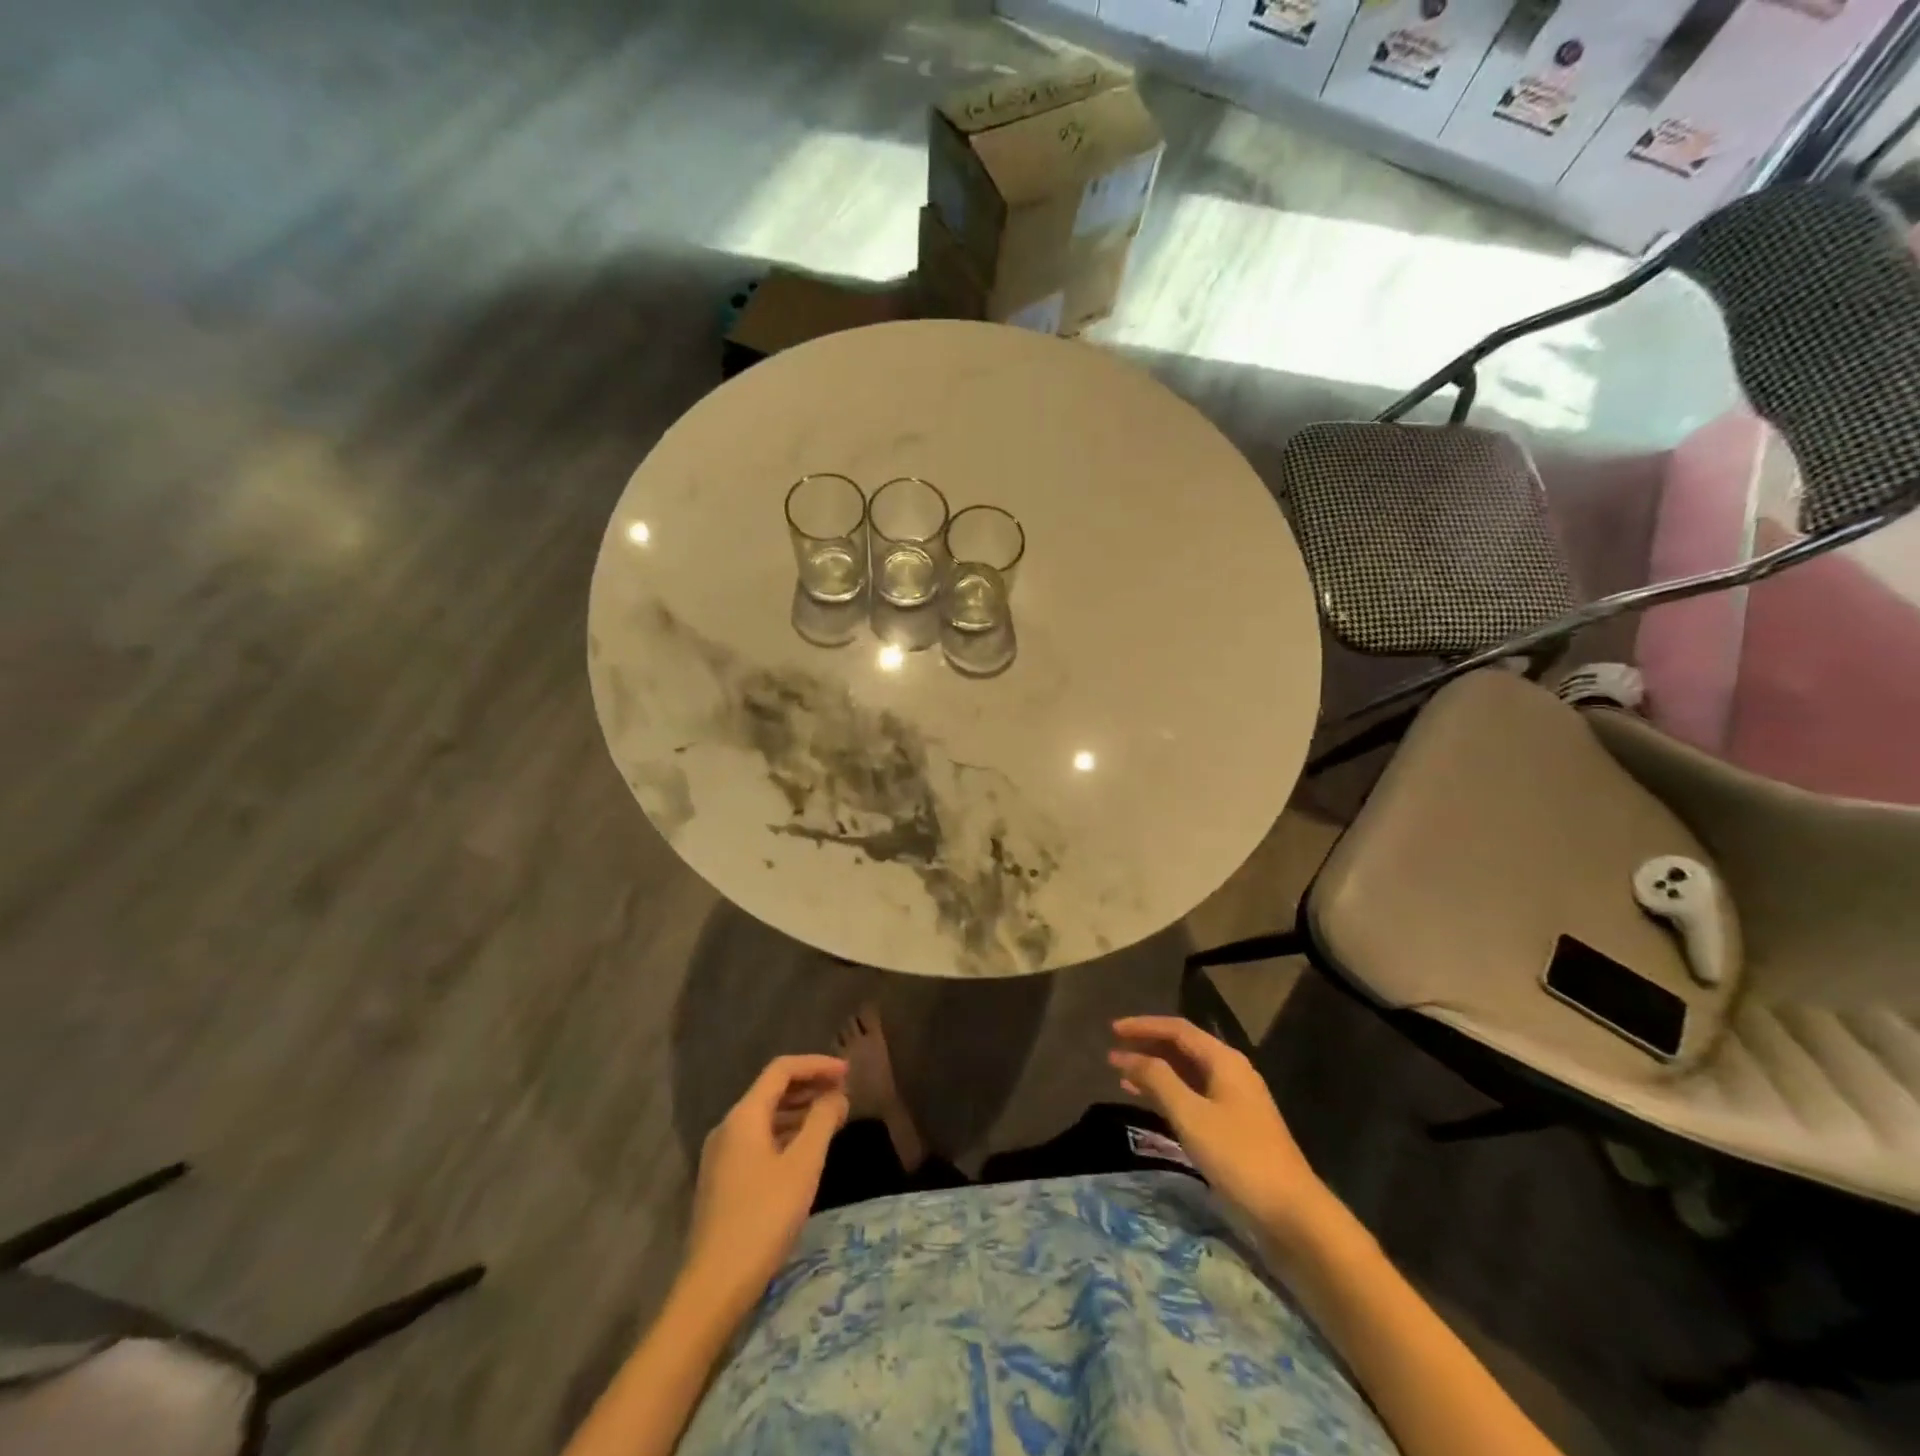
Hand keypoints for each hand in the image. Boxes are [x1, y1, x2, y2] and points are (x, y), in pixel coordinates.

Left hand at [685, 1054, 848, 1312]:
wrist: (713, 1286)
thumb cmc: (763, 1218)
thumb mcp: (803, 1166)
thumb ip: (822, 1121)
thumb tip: (836, 1095)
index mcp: (744, 1115)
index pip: (782, 1069)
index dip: (817, 1065)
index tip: (848, 1072)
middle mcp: (728, 1127)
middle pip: (772, 1090)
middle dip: (809, 1086)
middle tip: (843, 1094)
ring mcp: (721, 1155)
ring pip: (765, 1116)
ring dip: (799, 1111)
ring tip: (831, 1120)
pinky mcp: (722, 1180)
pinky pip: (758, 1139)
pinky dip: (785, 1134)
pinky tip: (804, 1151)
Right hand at [1110, 1016, 1336, 1250]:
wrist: (1292, 1214)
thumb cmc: (1239, 1157)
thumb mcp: (1191, 1115)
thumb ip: (1158, 1079)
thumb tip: (1130, 1056)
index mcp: (1224, 1061)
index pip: (1178, 1029)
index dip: (1143, 1026)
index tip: (1112, 1030)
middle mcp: (1231, 1072)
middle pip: (1182, 1048)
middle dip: (1147, 1047)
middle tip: (1113, 1053)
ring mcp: (1234, 1100)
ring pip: (1186, 1073)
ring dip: (1155, 1071)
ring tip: (1122, 1076)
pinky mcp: (1234, 1126)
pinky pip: (1193, 1096)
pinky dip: (1168, 1094)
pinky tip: (1149, 1103)